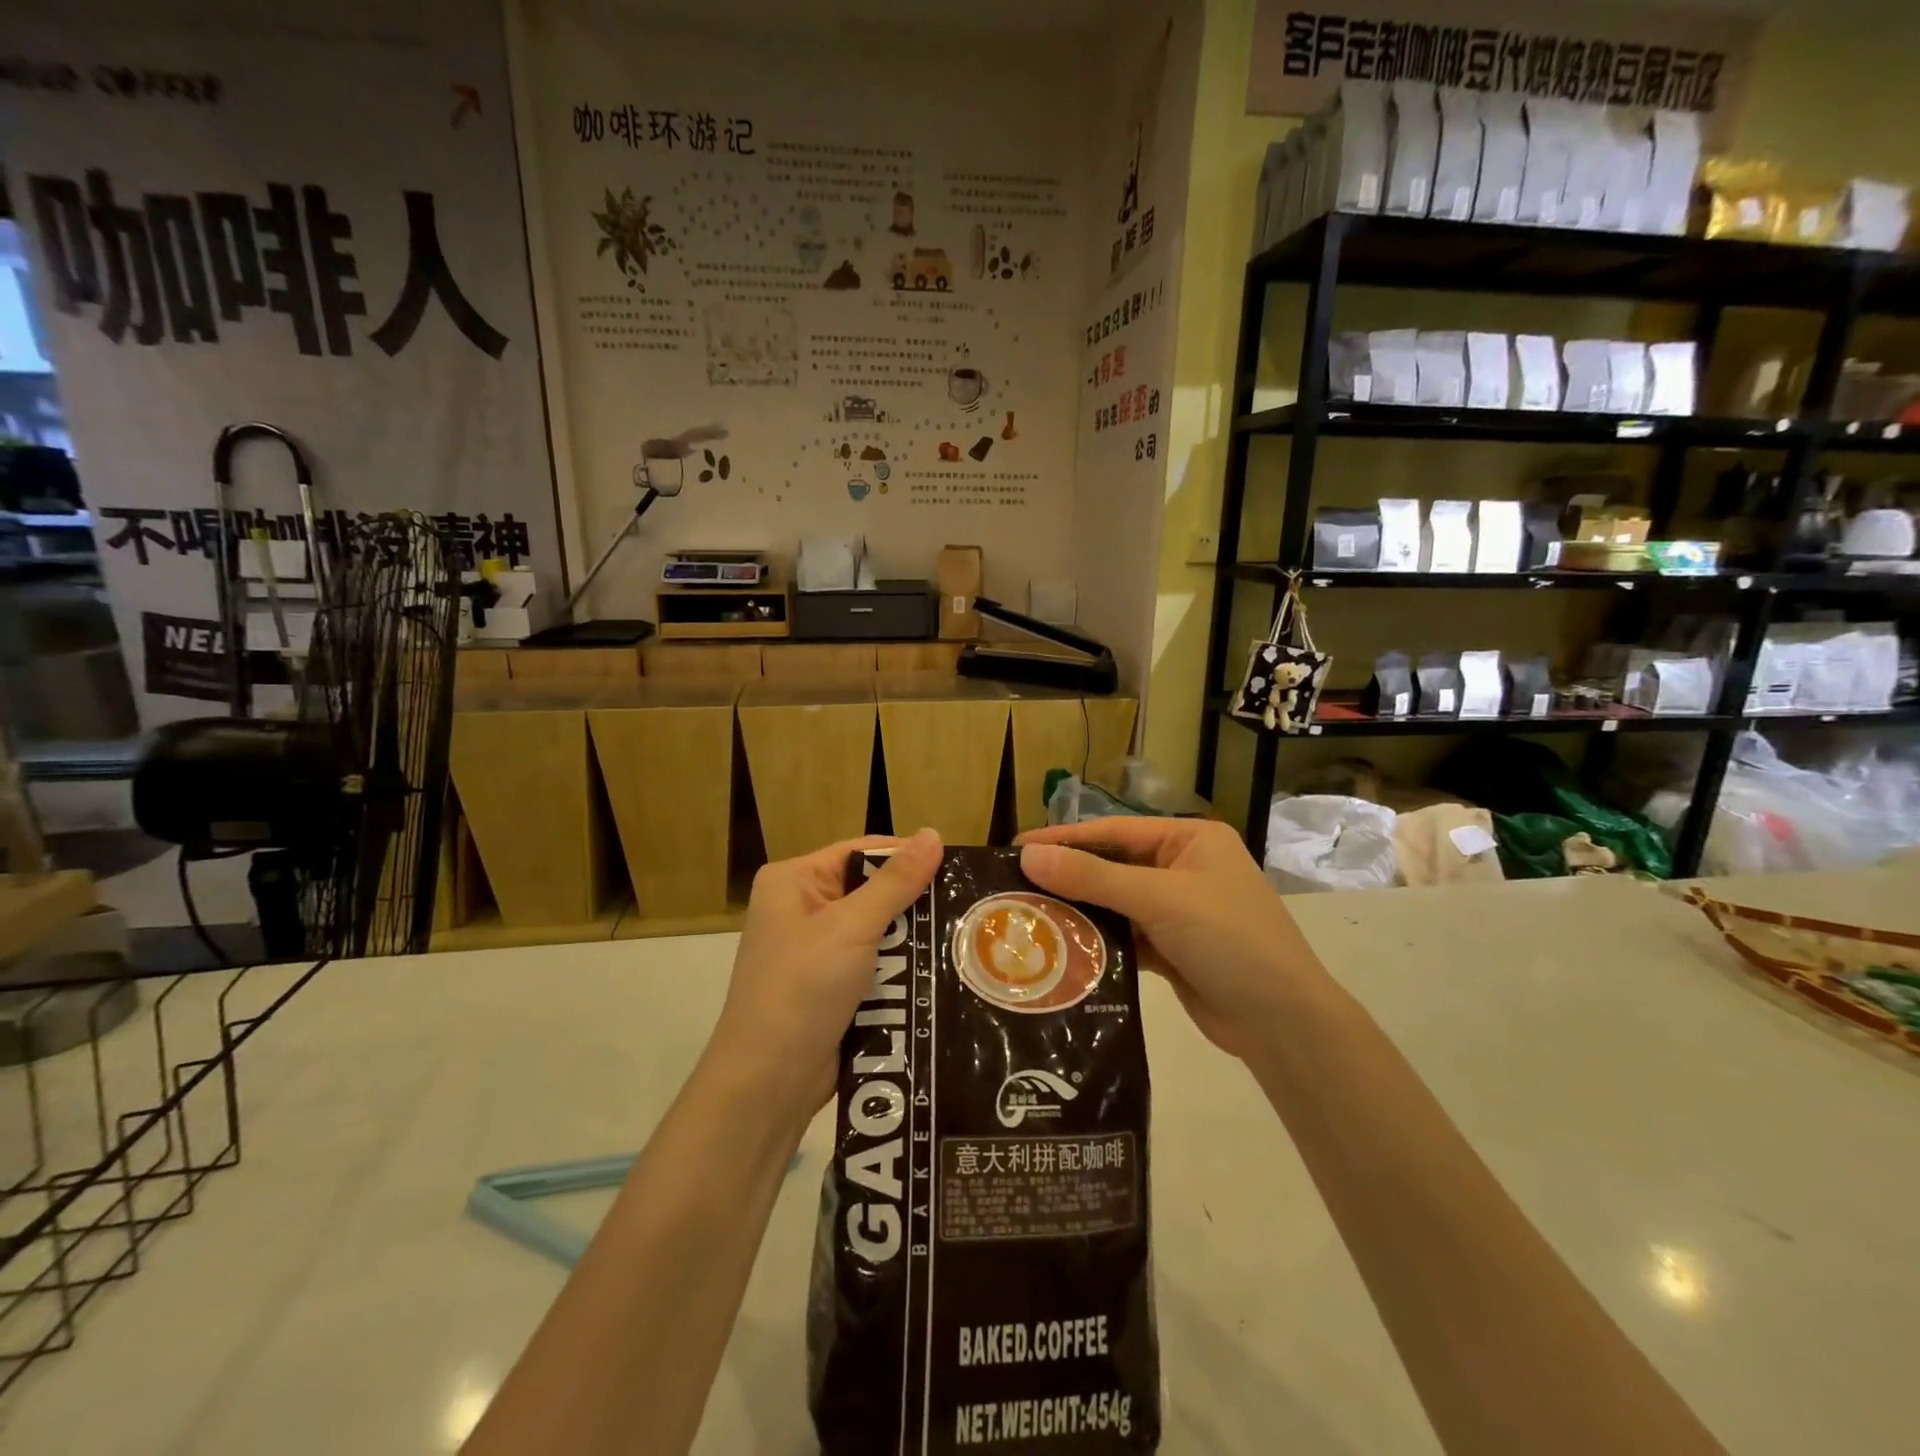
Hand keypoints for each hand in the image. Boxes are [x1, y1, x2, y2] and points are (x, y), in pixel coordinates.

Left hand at [708, 829, 942, 1115]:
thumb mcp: (852, 927)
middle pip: (871, 889)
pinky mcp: (830, 985)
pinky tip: (939, 968)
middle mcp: (801, 907)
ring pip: (878, 929)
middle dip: (913, 902)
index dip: (906, 856)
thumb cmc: (803, 988)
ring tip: (963, 937)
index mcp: (793, 881)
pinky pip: (874, 962)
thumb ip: (896, 882)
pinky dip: (901, 966)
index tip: (956, 866)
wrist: (769, 1081)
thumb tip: (933, 832)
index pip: (860, 851)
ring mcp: (815, 949)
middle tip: (966, 906)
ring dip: (912, 938)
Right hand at [1017, 819, 1323, 1059]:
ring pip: (1115, 903)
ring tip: (1027, 916)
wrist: (1282, 1022)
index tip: (1015, 847)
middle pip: (1112, 866)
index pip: (1114, 831)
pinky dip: (1097, 942)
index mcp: (1190, 840)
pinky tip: (1060, 948)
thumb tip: (1027, 854)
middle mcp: (1183, 869)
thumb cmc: (1228, 939)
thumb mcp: (1159, 899)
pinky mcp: (1172, 949)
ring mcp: (1178, 911)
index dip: (1064, 838)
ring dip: (1079, 911)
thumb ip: (1093, 877)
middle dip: (1068, 877)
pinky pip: (1124, 936)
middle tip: (1013, 885)